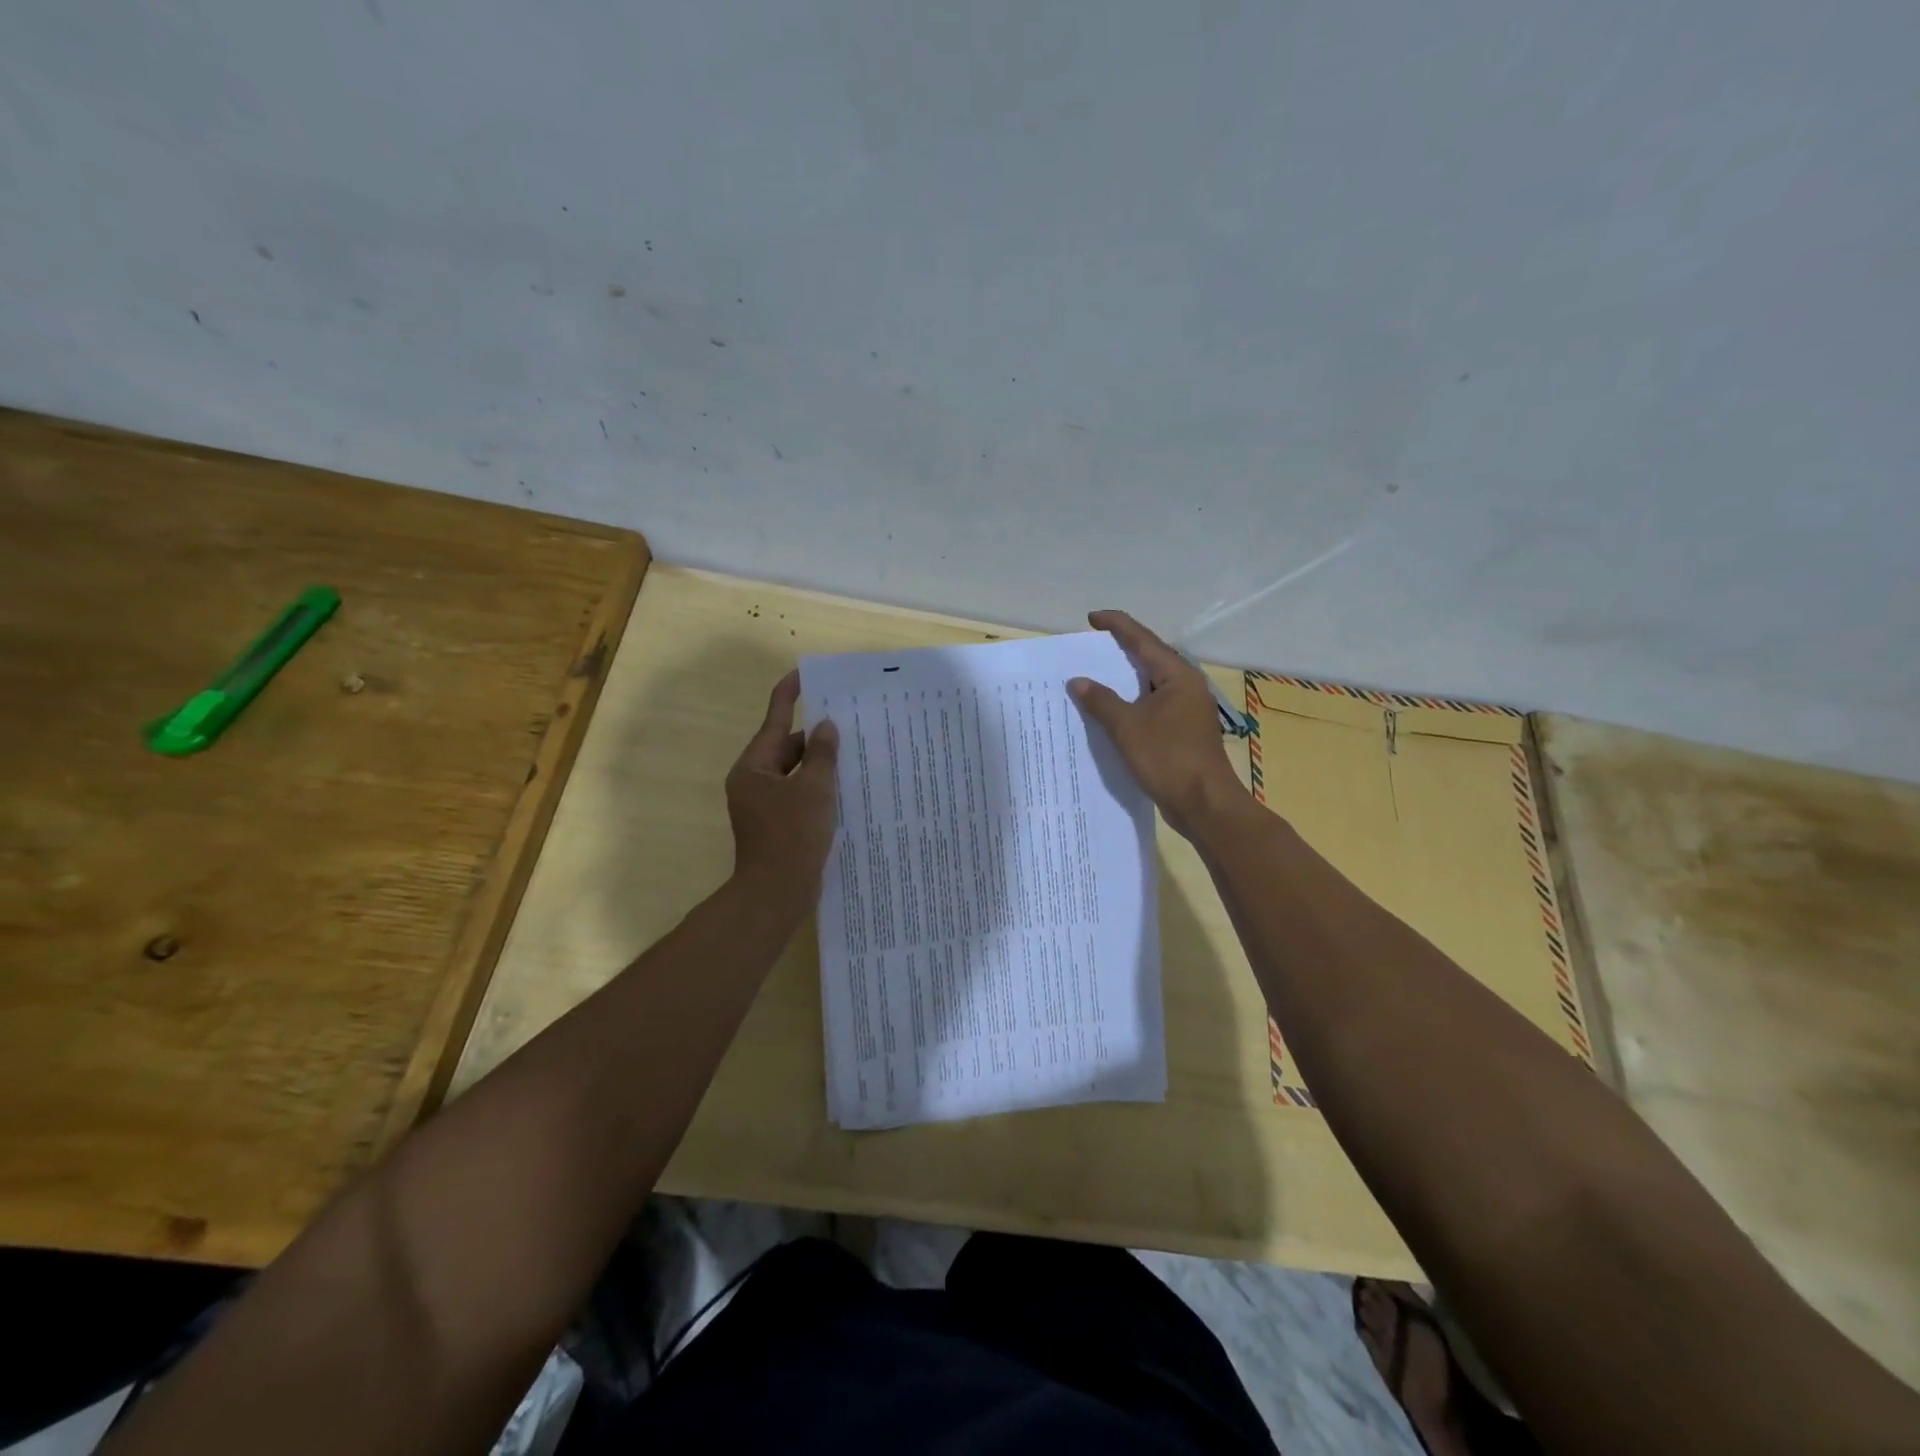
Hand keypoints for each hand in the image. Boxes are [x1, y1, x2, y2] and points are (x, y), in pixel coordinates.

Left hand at [725, 671, 839, 908]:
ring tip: (854, 752)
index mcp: (753, 768)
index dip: (790, 694)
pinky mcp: (777, 825)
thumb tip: (826, 727)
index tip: (805, 673)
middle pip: (786, 748)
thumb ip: (822, 755)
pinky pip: (799, 795)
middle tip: (849, 722)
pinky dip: (819, 788)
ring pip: (795, 773)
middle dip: (815, 737)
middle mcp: (754, 782)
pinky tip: (846, 788)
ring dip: (820, 764)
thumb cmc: (792, 836)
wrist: (776, 894)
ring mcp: (764, 806)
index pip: (773, 720)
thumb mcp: (814, 789)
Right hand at [1069, 609, 1243, 837]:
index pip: (1143, 640)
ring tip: (1095, 676)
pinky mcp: (1183, 732)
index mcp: (1178, 676)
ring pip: (1150, 685)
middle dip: (1120, 651)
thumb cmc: (1168, 758)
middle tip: (1090, 647)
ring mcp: (1187, 710)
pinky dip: (1131, 704)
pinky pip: (1152, 707)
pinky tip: (1111, 712)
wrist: (1204, 804)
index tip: (1092, 618)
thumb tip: (1078, 681)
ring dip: (1124, 680)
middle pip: (1149, 659)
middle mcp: (1187, 687)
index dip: (1117, 625)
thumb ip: (1101, 701)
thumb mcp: (1127, 727)